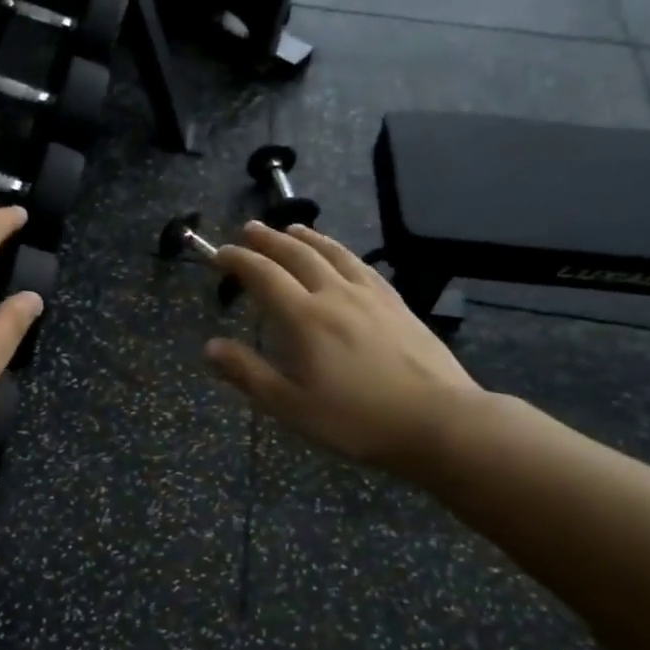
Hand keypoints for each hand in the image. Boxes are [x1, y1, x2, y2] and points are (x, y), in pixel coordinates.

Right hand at [206, 222, 481, 469]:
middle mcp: (335, 295)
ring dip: (307, 237)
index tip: (220, 254)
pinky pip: (362, 265)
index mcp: (305, 318)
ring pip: (333, 253)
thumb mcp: (292, 406)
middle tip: (250, 229)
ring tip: (292, 228)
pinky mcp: (397, 304)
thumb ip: (249, 373)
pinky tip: (342, 255)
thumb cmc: (357, 420)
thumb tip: (210, 347)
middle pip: (297, 255)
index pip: (263, 276)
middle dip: (269, 240)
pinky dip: (342, 251)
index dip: (238, 261)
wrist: (440, 421)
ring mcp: (371, 296)